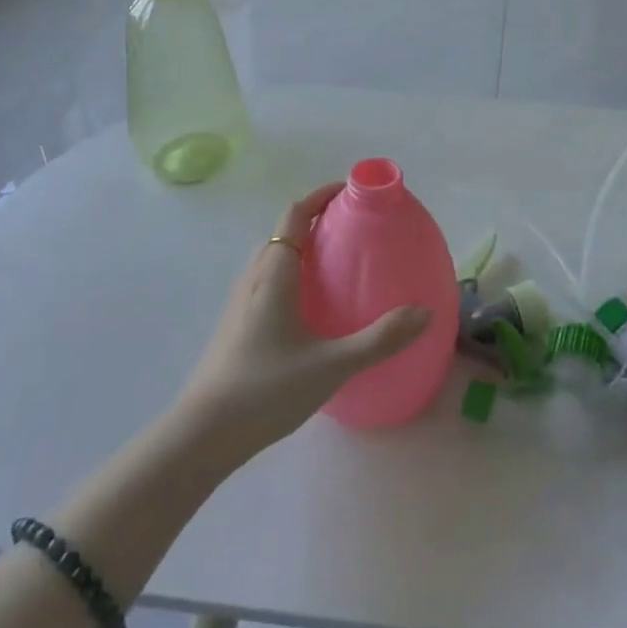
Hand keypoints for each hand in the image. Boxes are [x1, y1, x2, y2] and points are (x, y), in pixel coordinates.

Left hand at [174, 184, 432, 464]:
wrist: (202, 436)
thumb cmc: (266, 389)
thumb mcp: (332, 365)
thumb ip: (381, 339)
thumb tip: (424, 312)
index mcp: (274, 275)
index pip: (294, 216)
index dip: (320, 196)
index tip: (350, 191)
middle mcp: (254, 280)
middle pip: (282, 234)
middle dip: (315, 221)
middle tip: (351, 229)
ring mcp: (240, 304)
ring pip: (272, 260)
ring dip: (300, 249)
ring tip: (335, 265)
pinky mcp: (235, 328)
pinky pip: (266, 284)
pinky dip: (291, 276)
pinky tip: (310, 310)